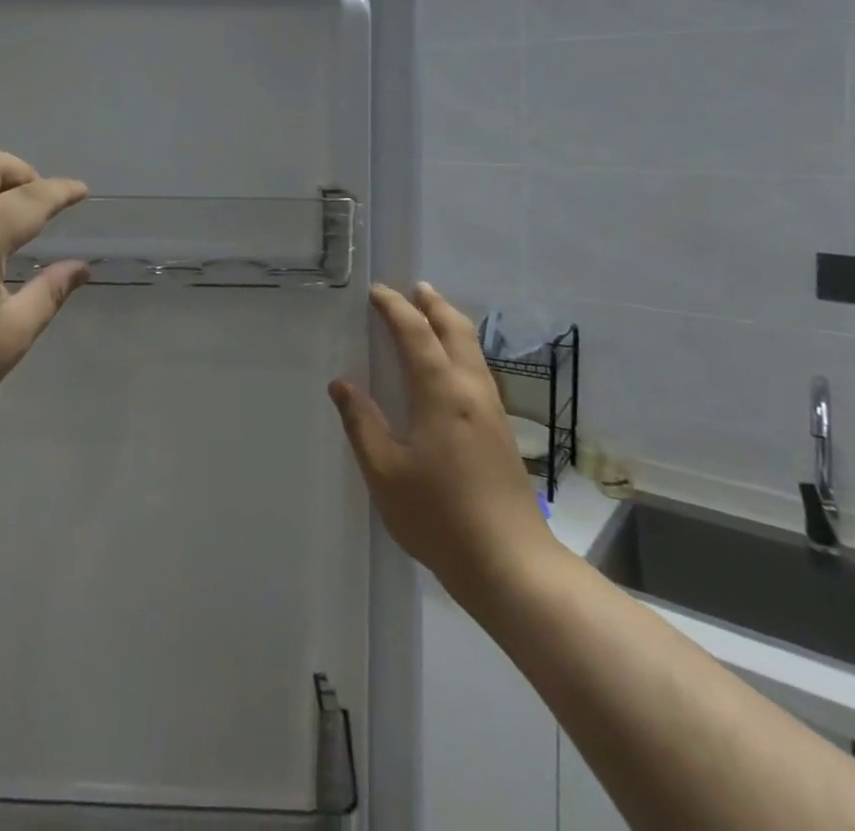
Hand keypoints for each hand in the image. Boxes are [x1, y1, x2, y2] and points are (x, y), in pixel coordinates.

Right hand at [329, 283, 555, 599]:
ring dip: (450, 323)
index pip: (416, 332)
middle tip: (413, 288)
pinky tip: (449, 366)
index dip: (395, 307)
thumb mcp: (385, 472)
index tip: (376, 292)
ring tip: (431, 314)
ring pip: (472, 349)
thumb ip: (362, 423)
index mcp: (441, 392)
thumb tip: (342, 384)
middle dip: (433, 304)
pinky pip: (478, 369)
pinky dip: (460, 348)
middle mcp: (471, 390)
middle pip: (456, 329)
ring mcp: (492, 410)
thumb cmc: (440, 517)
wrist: (511, 565)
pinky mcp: (501, 431)